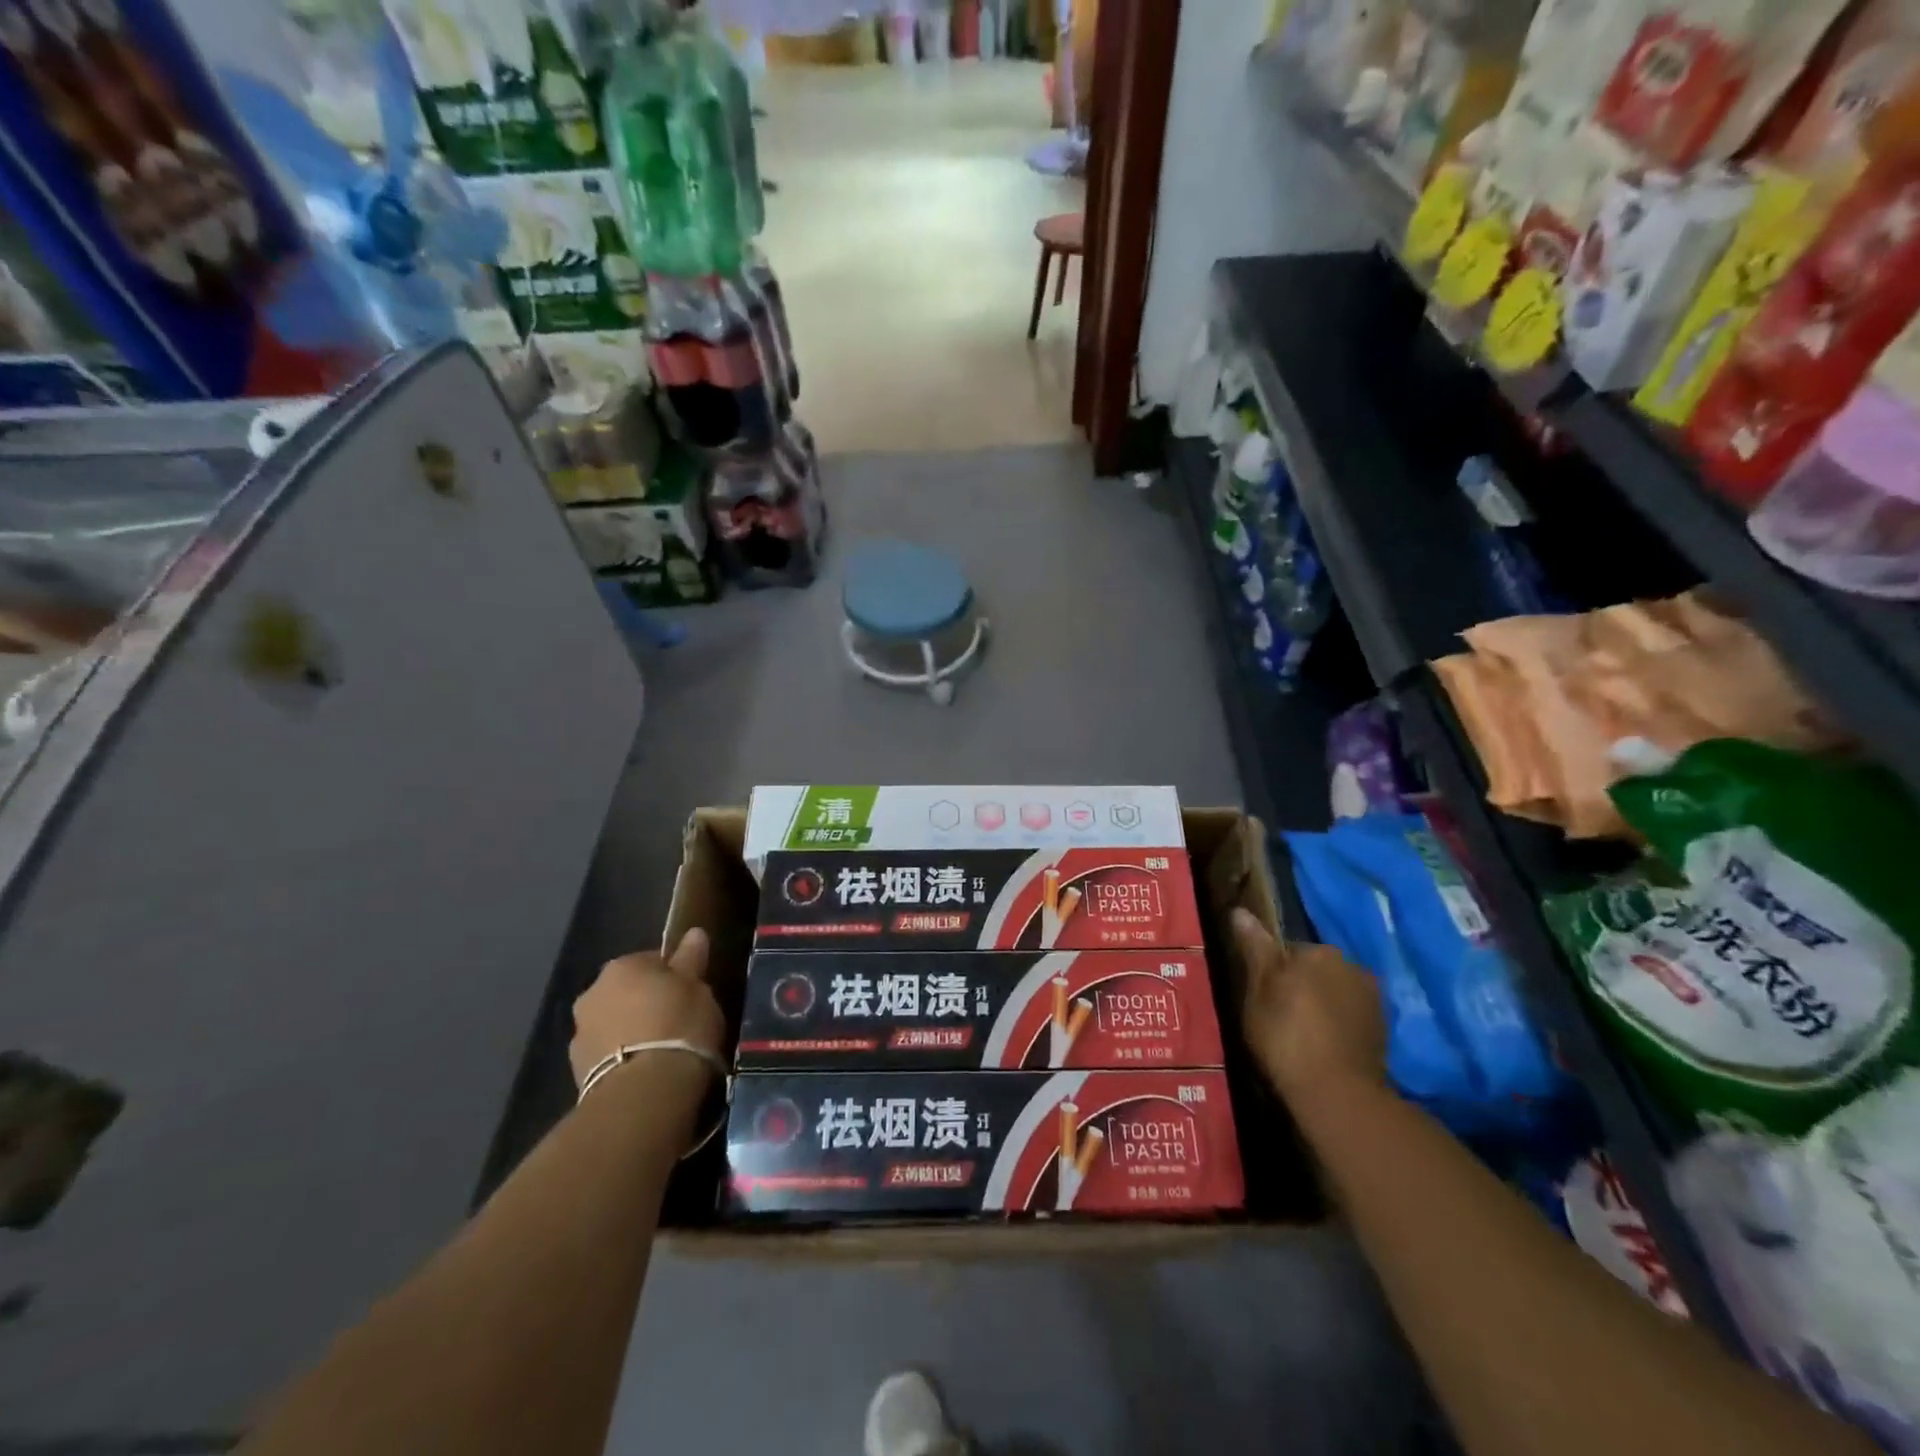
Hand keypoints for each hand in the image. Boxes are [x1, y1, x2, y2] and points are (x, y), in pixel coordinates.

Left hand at [569, 929, 726, 1091]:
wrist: (645, 1092)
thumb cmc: (679, 1025)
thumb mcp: (697, 986)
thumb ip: (691, 959)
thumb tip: (694, 933)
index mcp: (621, 967)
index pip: (651, 960)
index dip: (673, 975)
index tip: (690, 991)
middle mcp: (592, 993)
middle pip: (627, 991)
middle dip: (646, 1002)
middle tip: (676, 1019)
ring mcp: (580, 1034)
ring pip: (614, 1023)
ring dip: (631, 1030)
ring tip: (661, 1049)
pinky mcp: (577, 1072)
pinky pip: (608, 1054)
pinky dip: (623, 1057)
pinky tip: (646, 1070)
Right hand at [1232, 909, 1386, 1111]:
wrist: (1337, 1093)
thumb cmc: (1286, 1035)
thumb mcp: (1258, 991)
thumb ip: (1255, 949)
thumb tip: (1240, 911)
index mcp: (1319, 951)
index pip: (1288, 951)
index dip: (1272, 974)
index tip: (1263, 999)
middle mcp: (1352, 965)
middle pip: (1316, 970)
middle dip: (1301, 986)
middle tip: (1279, 1017)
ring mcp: (1374, 999)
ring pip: (1335, 993)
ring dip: (1322, 1005)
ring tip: (1302, 1036)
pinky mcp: (1384, 1030)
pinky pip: (1351, 1016)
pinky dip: (1338, 1025)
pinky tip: (1324, 1047)